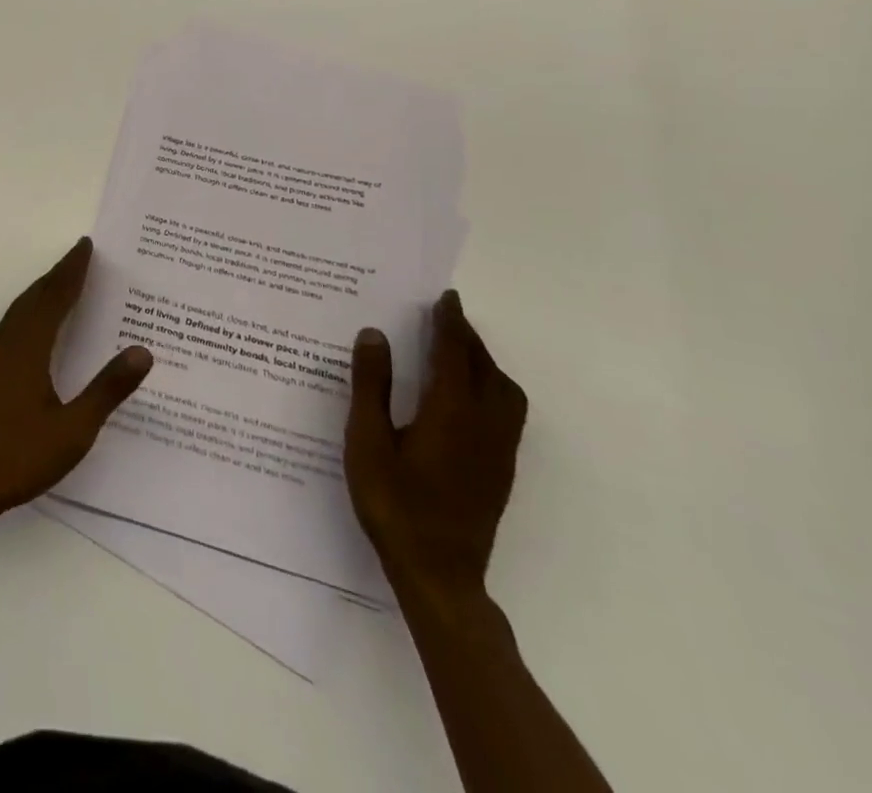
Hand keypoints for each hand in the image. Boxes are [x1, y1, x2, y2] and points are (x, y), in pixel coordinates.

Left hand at [0, 238, 152, 526]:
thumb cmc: (20, 456)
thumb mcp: (74, 429)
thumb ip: (108, 389)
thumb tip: (142, 351)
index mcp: (28, 346)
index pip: (55, 296)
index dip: (72, 270)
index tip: (85, 246)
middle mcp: (6, 341)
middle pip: (34, 296)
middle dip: (58, 274)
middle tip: (80, 256)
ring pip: (19, 309)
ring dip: (41, 290)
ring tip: (62, 281)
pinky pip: (11, 323)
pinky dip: (29, 309)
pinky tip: (35, 322)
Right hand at [344, 291, 527, 607]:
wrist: (438, 575)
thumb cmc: (394, 504)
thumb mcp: (367, 441)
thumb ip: (371, 386)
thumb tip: (374, 334)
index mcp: (450, 413)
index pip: (455, 354)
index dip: (450, 322)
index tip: (446, 297)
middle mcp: (483, 426)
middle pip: (485, 369)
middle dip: (468, 338)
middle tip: (445, 317)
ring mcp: (497, 451)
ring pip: (504, 392)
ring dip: (484, 363)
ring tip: (456, 351)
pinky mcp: (499, 471)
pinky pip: (505, 412)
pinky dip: (489, 387)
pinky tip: (464, 397)